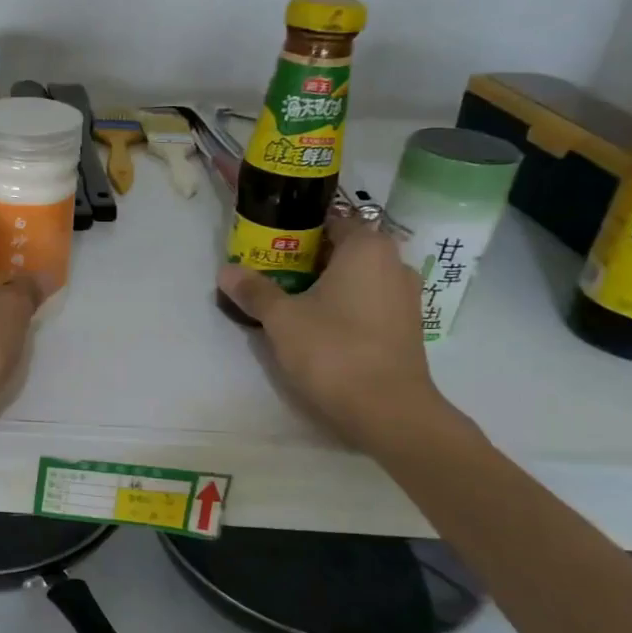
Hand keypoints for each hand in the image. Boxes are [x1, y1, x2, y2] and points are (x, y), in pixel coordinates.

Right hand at [218, 216, 445, 450]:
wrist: (388, 411)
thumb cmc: (333, 350)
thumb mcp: (281, 318)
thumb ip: (254, 290)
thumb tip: (226, 270)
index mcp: (366, 248)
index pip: (329, 221)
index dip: (295, 229)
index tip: (266, 244)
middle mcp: (393, 264)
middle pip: (341, 250)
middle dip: (305, 259)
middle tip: (268, 272)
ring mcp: (405, 297)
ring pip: (355, 278)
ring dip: (323, 285)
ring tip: (287, 301)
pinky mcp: (406, 328)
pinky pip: (367, 302)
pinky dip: (342, 306)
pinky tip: (315, 326)